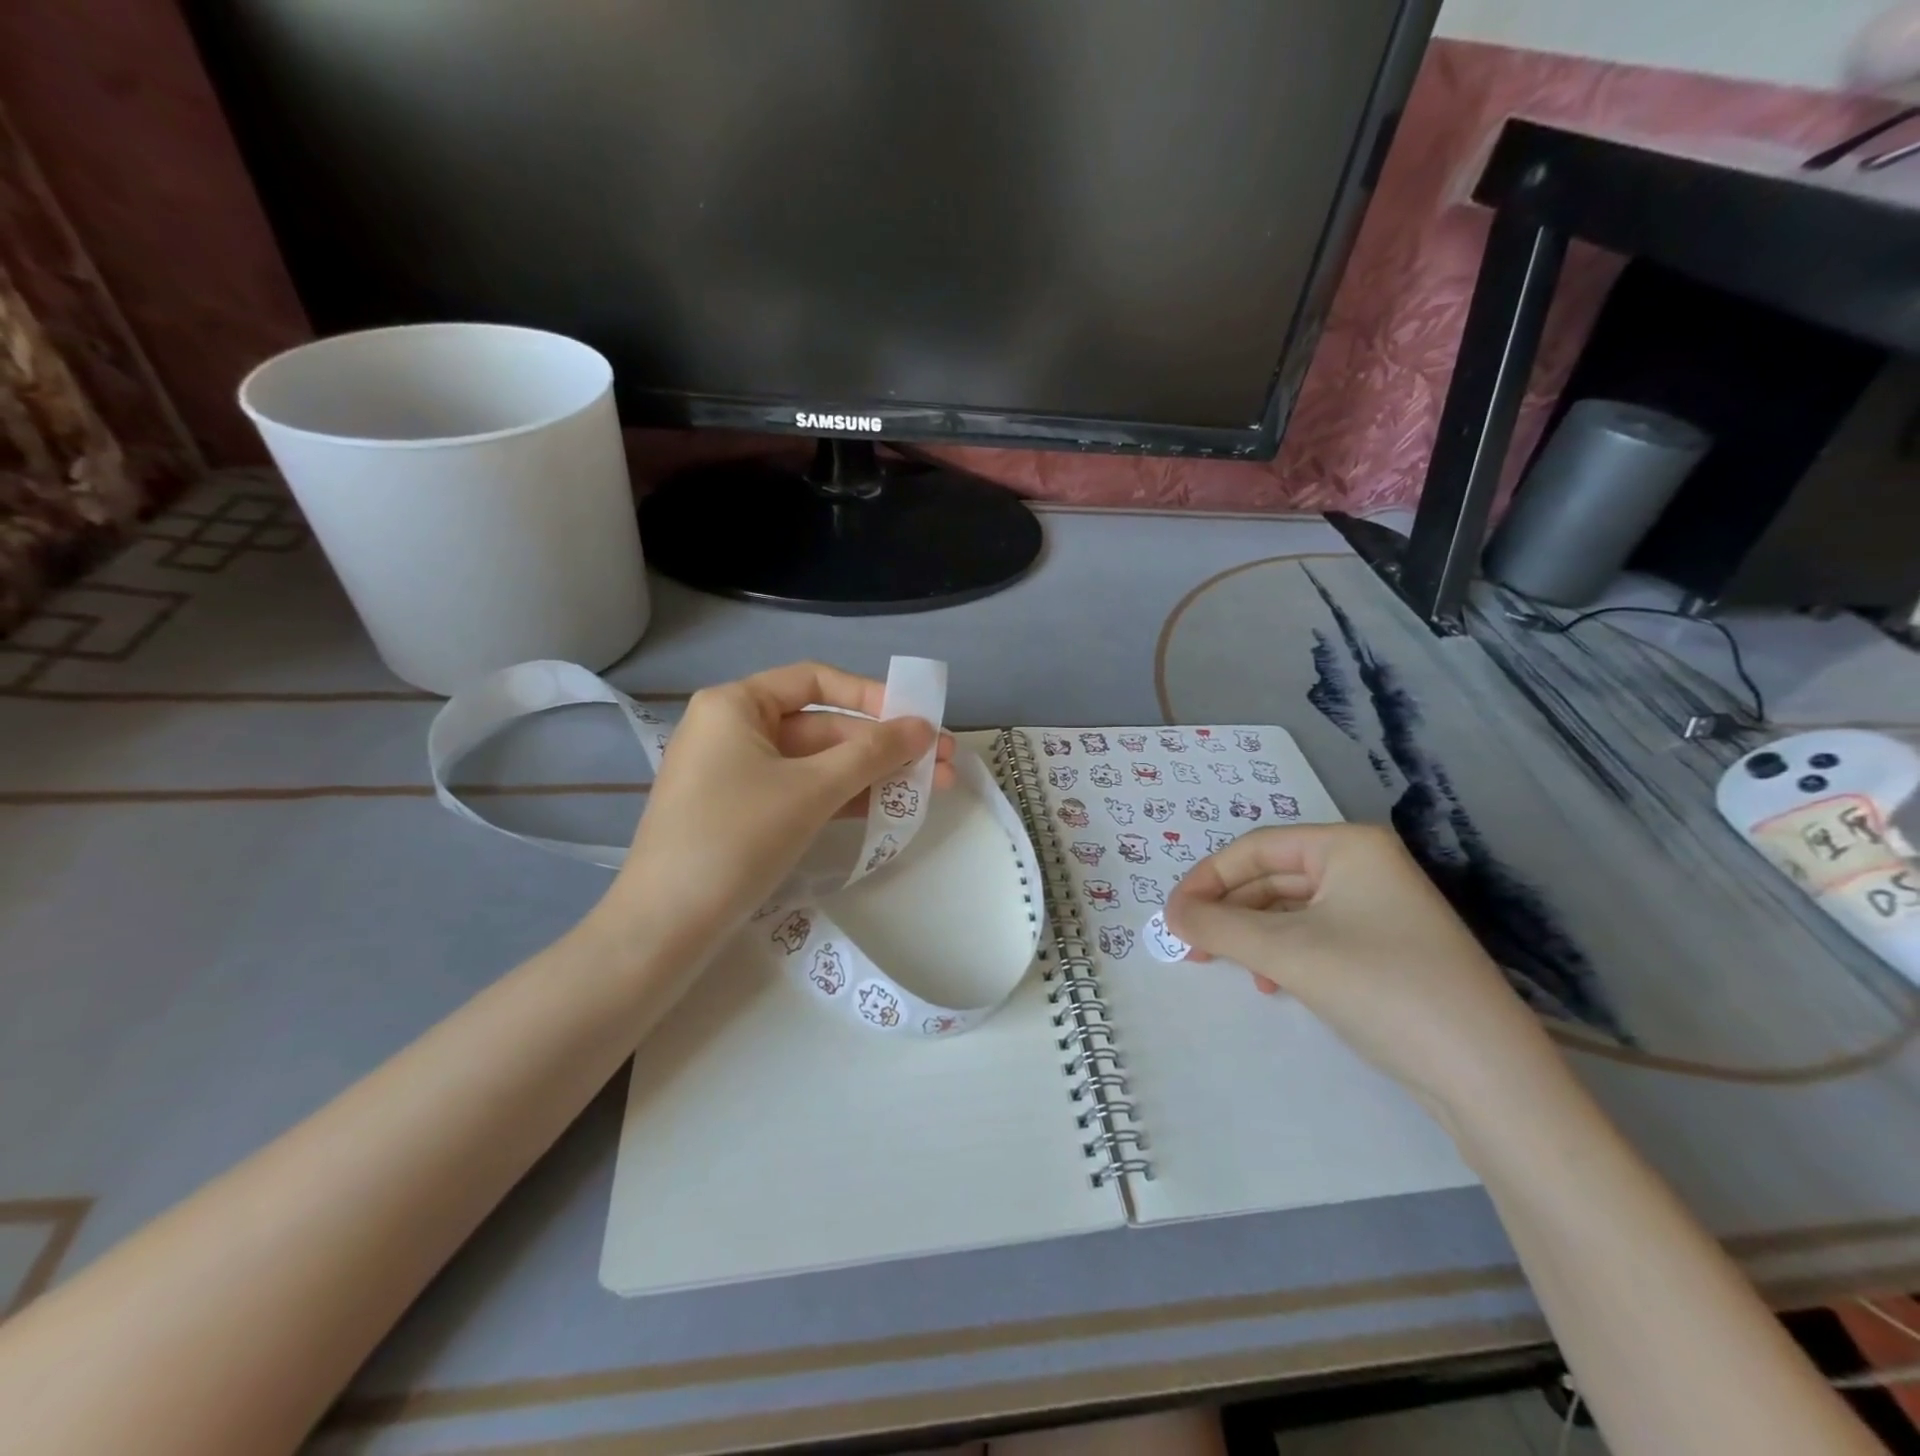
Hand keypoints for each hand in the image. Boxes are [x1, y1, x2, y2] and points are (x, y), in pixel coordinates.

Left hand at [596, 662, 953, 956]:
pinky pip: (802, 792)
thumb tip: (923, 727)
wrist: (664, 927)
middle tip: (941, 763)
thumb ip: (872, 753)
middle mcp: (733, 730)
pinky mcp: (743, 814)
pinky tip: (888, 808)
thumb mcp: (812, 790)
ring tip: (931, 789)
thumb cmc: (736, 838)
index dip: (871, 696)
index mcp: (736, 705)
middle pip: (822, 726)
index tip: (916, 719)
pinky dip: (843, 798)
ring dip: (872, 774)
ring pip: (817, 763)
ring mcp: (737, 775)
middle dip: (883, 745)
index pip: (815, 682)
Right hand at [1165, 824, 1562, 1119]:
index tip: (1172, 916)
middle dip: (1227, 911)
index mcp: (1348, 846)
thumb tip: (1170, 914)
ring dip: (1250, 935)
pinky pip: (1314, 936)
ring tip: (1222, 964)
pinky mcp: (1386, 950)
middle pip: (1271, 877)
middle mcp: (1365, 867)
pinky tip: (1271, 984)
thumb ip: (1219, 926)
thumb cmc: (1381, 988)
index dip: (1206, 878)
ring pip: (1290, 910)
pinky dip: (1282, 955)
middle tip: (1188, 944)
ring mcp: (1380, 909)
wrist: (1487, 1077)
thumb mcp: (1288, 952)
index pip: (1256, 848)